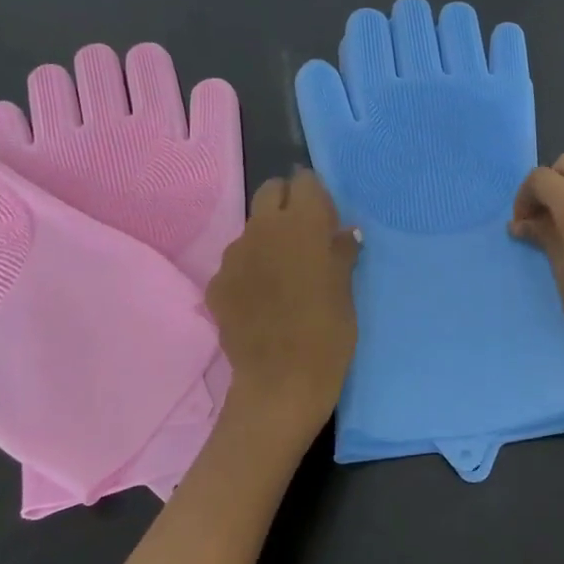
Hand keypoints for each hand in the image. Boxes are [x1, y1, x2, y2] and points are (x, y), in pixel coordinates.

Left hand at [206, 169, 358, 436]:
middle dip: (287, 203)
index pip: (304, 182)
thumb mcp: (346, 291)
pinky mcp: (217, 283)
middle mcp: (263, 228)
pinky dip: (250, 271)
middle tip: (305, 236)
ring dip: (268, 239)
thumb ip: (342, 253)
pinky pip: (236, 263)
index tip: (327, 218)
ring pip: (251, 228)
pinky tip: (262, 299)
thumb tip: (344, 233)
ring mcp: (234, 255)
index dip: (316, 196)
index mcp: (302, 224)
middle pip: (270, 192)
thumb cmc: (328, 333)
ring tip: (283, 273)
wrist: (281, 382)